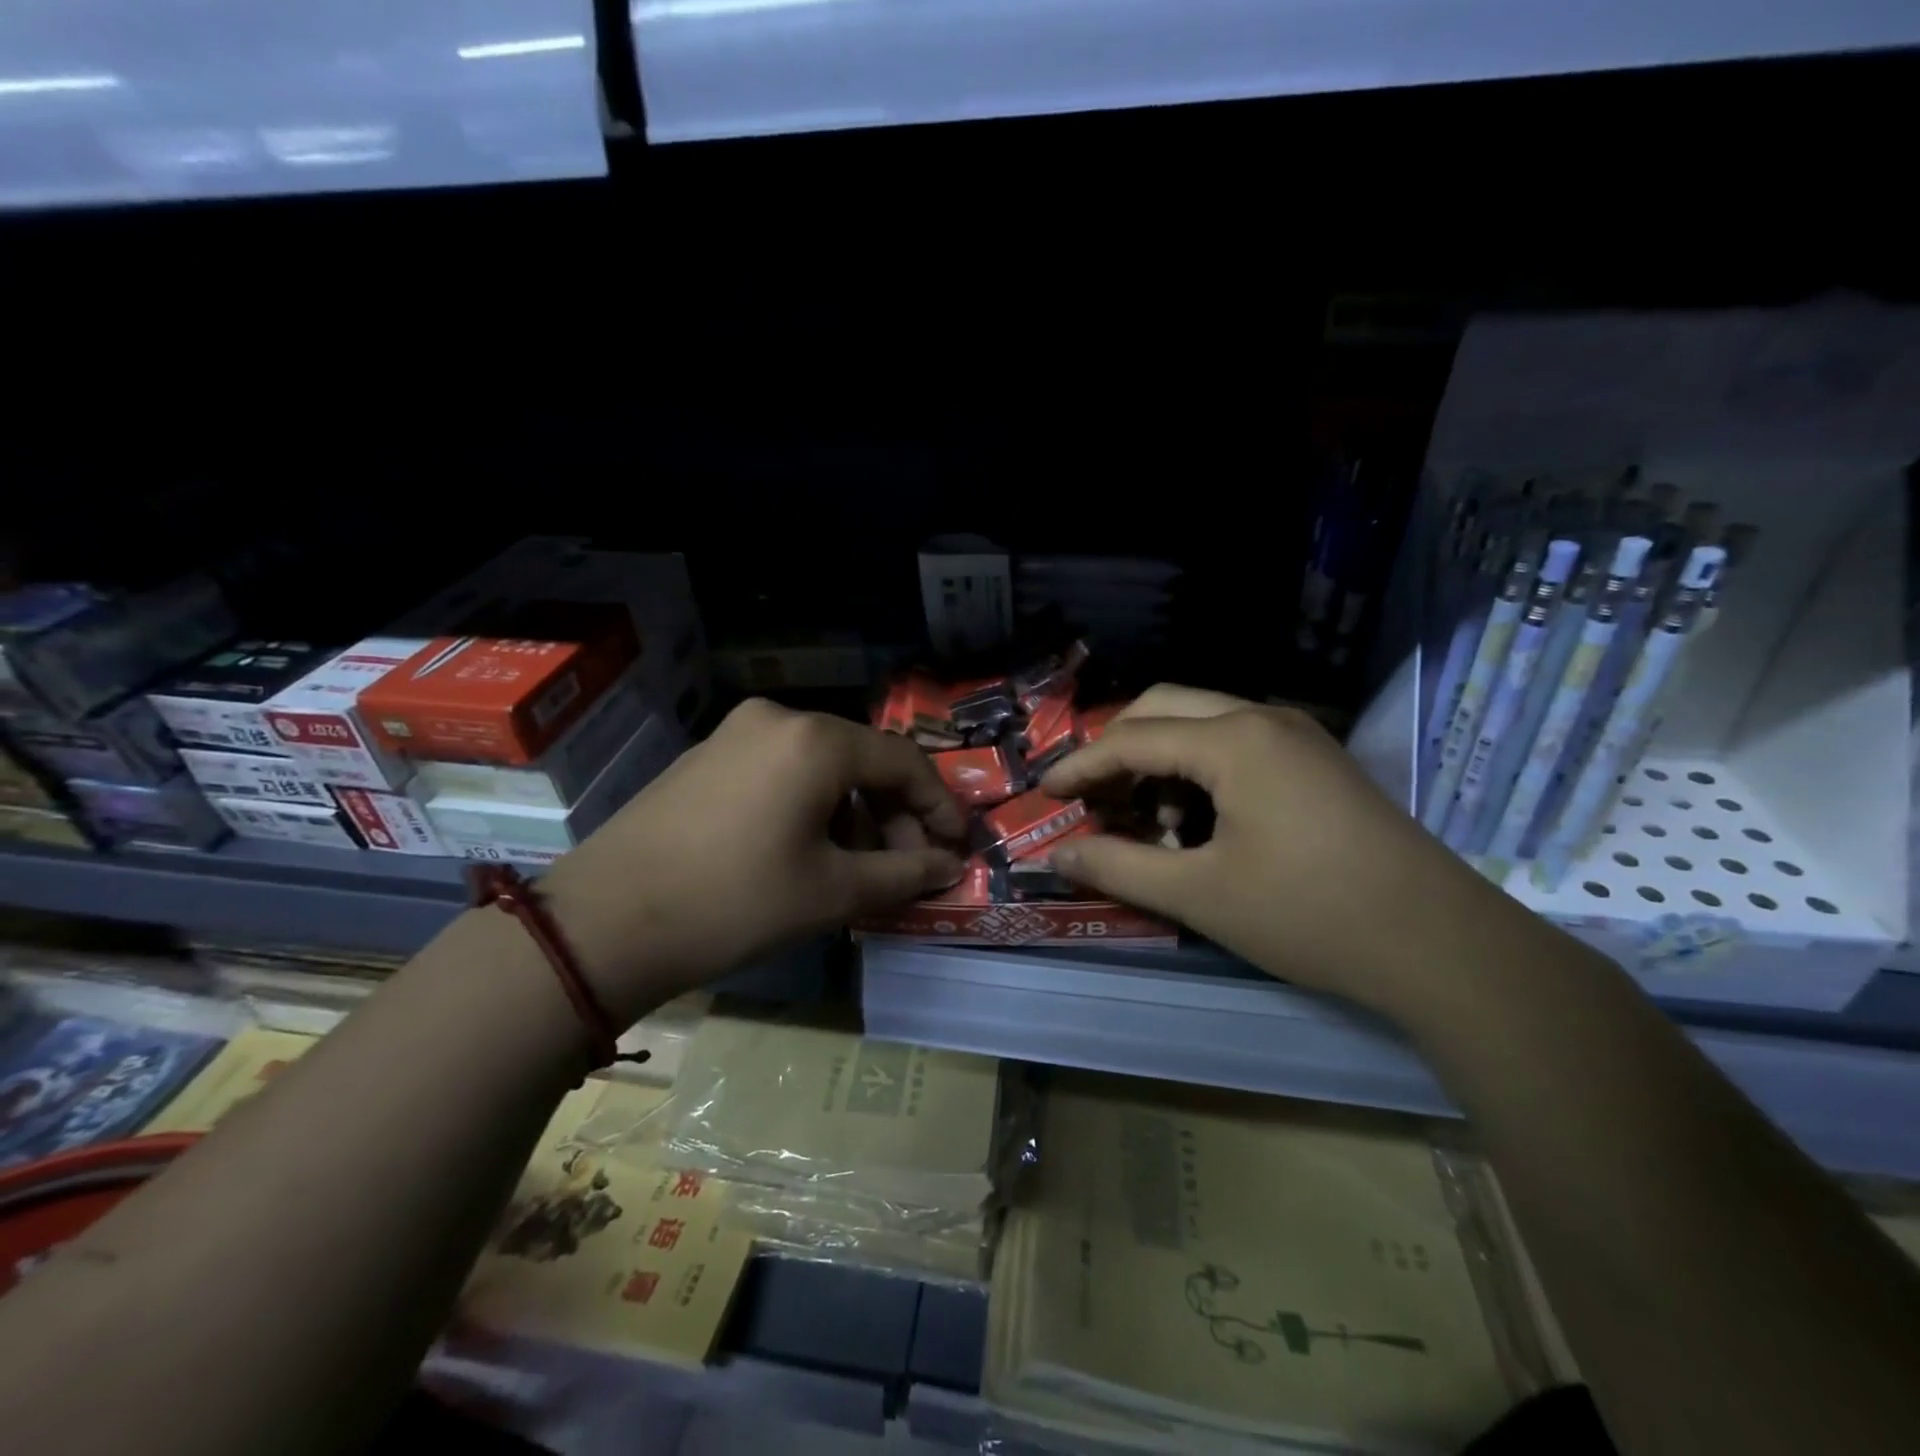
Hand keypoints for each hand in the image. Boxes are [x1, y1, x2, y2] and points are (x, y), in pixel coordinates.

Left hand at [542, 700, 966, 1016]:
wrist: (604, 923)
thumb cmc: (734, 903)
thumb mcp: (832, 894)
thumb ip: (903, 874)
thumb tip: (949, 866)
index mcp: (816, 741)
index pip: (903, 763)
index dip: (938, 807)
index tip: (957, 847)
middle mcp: (779, 719)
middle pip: (862, 759)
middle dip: (895, 813)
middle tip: (908, 865)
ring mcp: (736, 733)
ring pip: (822, 765)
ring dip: (854, 811)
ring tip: (861, 865)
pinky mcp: (707, 757)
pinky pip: (782, 770)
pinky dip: (812, 804)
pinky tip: (810, 848)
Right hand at [1041, 684, 1517, 1014]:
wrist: (1442, 945)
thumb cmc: (1311, 915)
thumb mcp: (1200, 895)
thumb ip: (1119, 866)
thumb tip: (1058, 854)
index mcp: (1233, 739)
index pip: (1131, 738)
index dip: (1081, 766)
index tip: (1045, 793)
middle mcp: (1264, 717)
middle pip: (1163, 707)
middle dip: (1116, 748)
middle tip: (1090, 796)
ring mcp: (1298, 735)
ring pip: (1201, 721)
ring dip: (1159, 758)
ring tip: (1146, 818)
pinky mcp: (1317, 760)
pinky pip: (1237, 743)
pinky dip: (1199, 769)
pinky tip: (1198, 820)